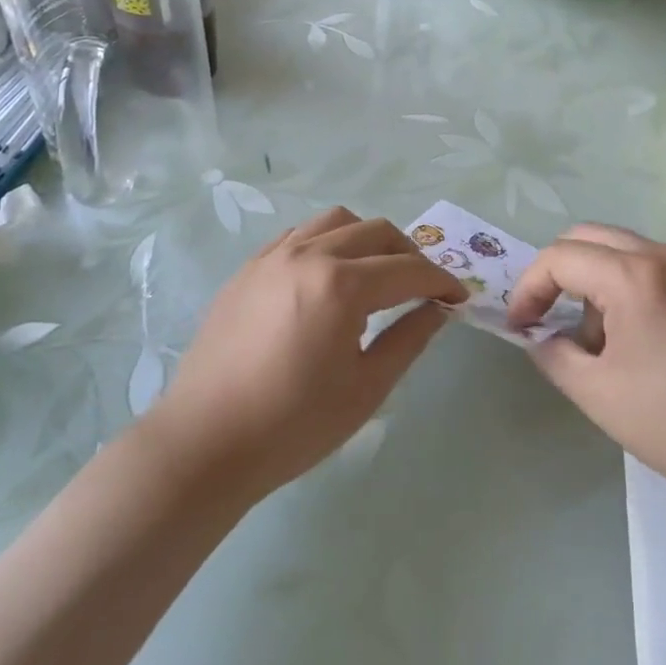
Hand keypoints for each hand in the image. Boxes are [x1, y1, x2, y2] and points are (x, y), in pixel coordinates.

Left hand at [146, 207, 466, 500]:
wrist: (206, 442)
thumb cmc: (293, 425)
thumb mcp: (366, 388)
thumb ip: (409, 338)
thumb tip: (438, 309)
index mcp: (342, 285)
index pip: (408, 270)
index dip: (441, 282)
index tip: (459, 298)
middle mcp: (309, 254)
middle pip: (377, 232)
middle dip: (410, 255)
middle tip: (423, 288)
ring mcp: (274, 256)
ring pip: (336, 222)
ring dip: (368, 239)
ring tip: (376, 273)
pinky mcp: (249, 268)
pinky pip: (299, 234)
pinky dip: (327, 242)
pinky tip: (328, 275)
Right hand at [507, 225, 665, 505]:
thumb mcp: (599, 396)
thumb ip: (554, 354)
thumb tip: (541, 335)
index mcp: (634, 277)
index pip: (560, 257)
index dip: (529, 288)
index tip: (521, 327)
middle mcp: (664, 255)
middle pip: (588, 237)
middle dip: (558, 274)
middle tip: (549, 318)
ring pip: (621, 249)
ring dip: (594, 280)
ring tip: (600, 341)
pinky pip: (652, 265)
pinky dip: (627, 285)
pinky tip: (638, 337)